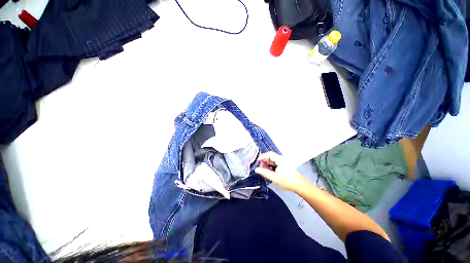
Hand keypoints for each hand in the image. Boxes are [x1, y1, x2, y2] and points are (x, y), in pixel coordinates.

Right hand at [255, 152, 308, 192]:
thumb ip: (265, 173)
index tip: (256, 162)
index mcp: (280, 159)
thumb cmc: (288, 181)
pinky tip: (268, 172)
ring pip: (272, 160)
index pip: (269, 154)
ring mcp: (283, 162)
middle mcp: (281, 159)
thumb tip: (256, 169)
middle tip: (259, 168)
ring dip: (267, 164)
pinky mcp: (283, 165)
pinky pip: (275, 164)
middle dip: (264, 161)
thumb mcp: (275, 178)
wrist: (300, 186)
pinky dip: (270, 166)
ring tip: (263, 171)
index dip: (262, 157)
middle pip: (270, 157)